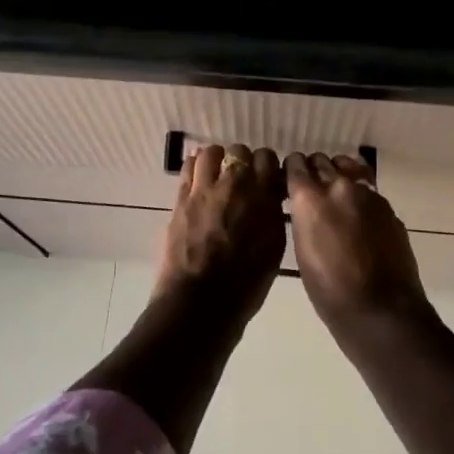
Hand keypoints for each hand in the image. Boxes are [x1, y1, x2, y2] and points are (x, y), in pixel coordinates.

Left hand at [151, 144, 285, 327]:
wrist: (200, 302)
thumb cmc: (245, 284)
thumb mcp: (273, 248)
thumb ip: (272, 215)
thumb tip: (269, 198)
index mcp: (262, 197)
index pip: (266, 159)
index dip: (266, 166)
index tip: (266, 178)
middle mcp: (234, 185)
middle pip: (239, 151)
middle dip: (242, 161)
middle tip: (242, 179)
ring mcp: (203, 189)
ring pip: (210, 153)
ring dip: (216, 160)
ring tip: (217, 175)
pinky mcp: (180, 199)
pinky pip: (188, 168)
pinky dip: (195, 167)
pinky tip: (199, 178)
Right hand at [285, 153, 429, 332]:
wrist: (380, 309)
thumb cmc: (329, 291)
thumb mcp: (302, 252)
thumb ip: (303, 218)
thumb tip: (305, 206)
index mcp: (310, 199)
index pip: (296, 165)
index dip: (292, 170)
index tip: (290, 179)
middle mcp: (338, 187)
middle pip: (322, 161)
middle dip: (314, 170)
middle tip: (312, 188)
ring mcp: (368, 194)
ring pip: (349, 168)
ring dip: (338, 174)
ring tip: (336, 192)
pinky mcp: (388, 207)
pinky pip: (368, 188)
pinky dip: (359, 193)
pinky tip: (357, 213)